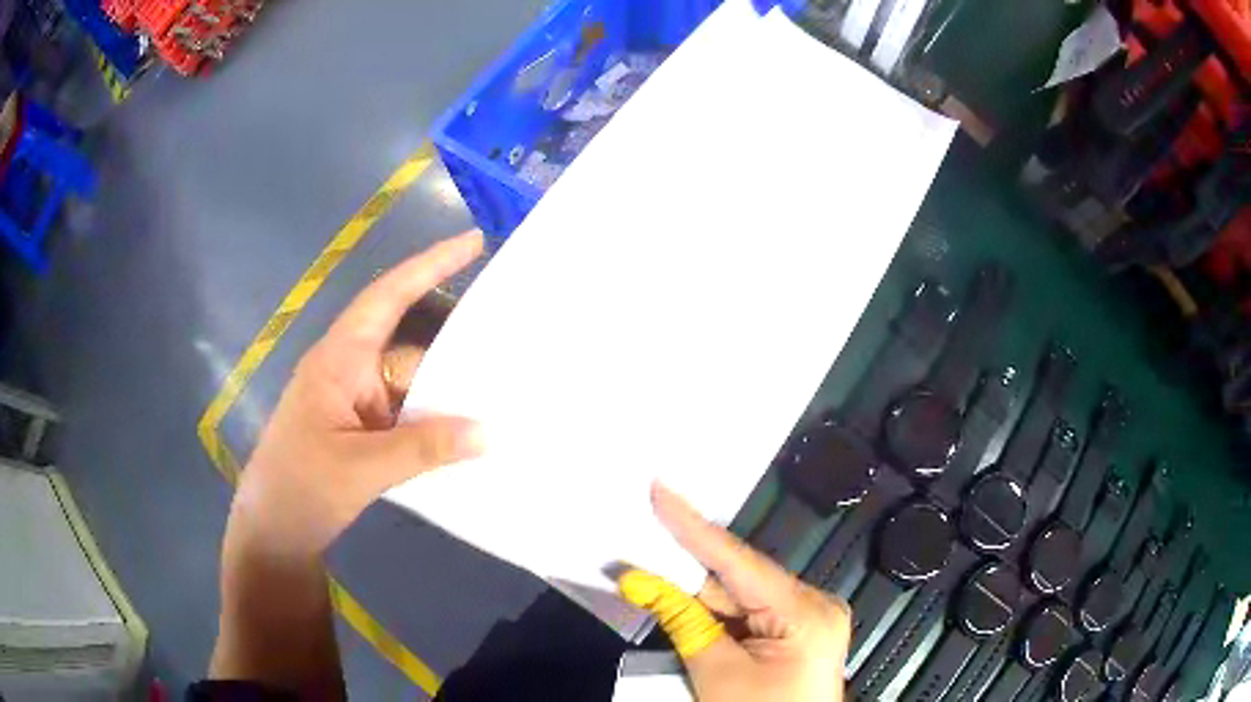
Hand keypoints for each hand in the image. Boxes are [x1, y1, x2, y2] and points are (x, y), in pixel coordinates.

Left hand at [228, 231, 486, 558]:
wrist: (273, 532)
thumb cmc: (300, 487)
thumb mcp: (361, 468)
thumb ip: (423, 448)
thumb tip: (487, 432)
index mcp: (339, 359)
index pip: (386, 297)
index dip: (428, 266)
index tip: (473, 242)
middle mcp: (351, 371)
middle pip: (411, 345)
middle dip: (457, 342)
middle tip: (515, 336)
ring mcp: (358, 404)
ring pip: (413, 384)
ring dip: (449, 392)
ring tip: (505, 391)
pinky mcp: (365, 432)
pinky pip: (409, 415)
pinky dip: (436, 422)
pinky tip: (469, 434)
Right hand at [619, 484, 850, 700]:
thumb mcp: (716, 673)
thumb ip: (683, 621)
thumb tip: (638, 581)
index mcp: (805, 611)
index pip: (739, 561)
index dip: (694, 527)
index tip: (662, 491)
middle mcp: (813, 604)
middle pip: (739, 579)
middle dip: (689, 568)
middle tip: (645, 538)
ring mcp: (808, 619)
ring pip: (740, 597)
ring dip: (698, 595)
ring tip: (654, 574)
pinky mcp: (797, 634)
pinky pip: (749, 614)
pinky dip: (715, 613)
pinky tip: (684, 603)